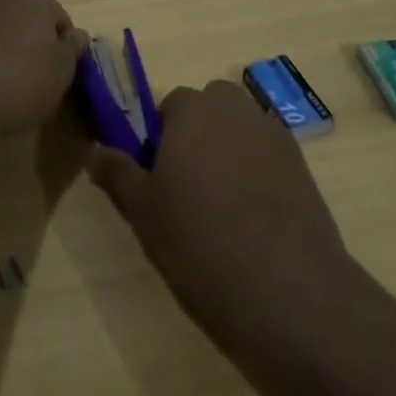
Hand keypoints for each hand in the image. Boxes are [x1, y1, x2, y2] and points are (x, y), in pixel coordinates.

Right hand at [88, 80, 353, 368]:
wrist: (288, 288)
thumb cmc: (201, 242)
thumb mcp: (144, 212)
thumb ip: (118, 172)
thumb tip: (95, 149)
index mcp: (191, 109)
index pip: (168, 107)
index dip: (161, 141)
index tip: (160, 180)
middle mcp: (232, 106)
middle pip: (207, 109)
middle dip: (197, 136)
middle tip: (190, 189)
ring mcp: (271, 131)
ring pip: (239, 128)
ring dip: (229, 149)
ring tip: (225, 205)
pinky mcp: (301, 160)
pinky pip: (267, 152)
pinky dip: (258, 169)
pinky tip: (257, 215)